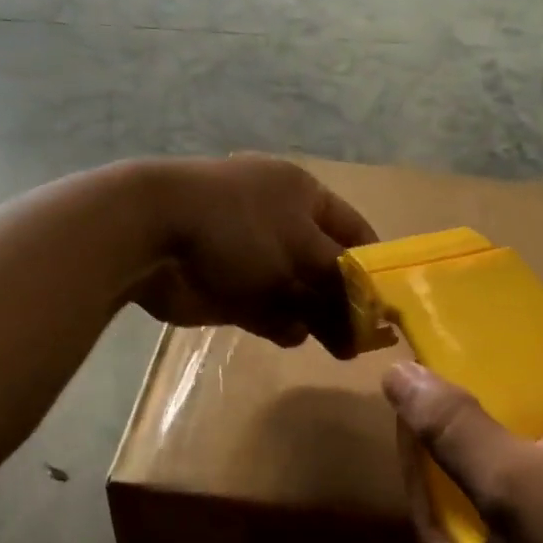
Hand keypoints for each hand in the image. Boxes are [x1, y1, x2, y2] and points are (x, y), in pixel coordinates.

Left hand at [128, 155, 376, 354]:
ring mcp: (251, 256)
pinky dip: (279, 324)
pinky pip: (265, 310)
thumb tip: (368, 316)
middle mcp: (280, 222)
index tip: (390, 303)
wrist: (152, 237)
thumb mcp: (302, 250)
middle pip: (325, 267)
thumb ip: (340, 284)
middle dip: (344, 301)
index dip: (373, 265)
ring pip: (296, 293)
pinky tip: (289, 335)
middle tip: (364, 340)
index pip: (354, 231)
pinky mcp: (227, 287)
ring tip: (335, 347)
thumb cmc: (239, 228)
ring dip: (313, 317)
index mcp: (302, 195)